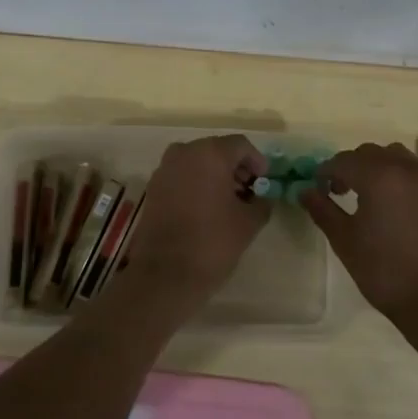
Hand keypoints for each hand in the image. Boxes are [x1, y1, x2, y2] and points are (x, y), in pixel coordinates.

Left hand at [118, 135, 268, 314]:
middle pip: (217, 150)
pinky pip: (181, 175)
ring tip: (228, 202)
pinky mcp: (153, 187)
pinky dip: (196, 184)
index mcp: (210, 153)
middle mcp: (184, 152)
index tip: (264, 182)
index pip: (240, 145)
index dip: (256, 162)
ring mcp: (164, 169)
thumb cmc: (212, 242)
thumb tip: (262, 198)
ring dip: (215, 176)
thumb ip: (261, 202)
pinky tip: (206, 208)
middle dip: (235, 168)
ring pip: (197, 162)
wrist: (165, 273)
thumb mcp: (249, 223)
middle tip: (249, 191)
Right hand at [300, 142, 417, 331]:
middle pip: (370, 153)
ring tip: (369, 194)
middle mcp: (406, 170)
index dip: (325, 172)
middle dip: (350, 166)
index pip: (343, 161)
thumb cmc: (384, 272)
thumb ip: (322, 209)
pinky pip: (416, 175)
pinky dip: (399, 179)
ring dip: (377, 166)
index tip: (318, 188)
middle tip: (339, 191)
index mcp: (378, 177)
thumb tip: (305, 190)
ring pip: (397, 157)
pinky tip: (395, 208)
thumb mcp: (344, 241)